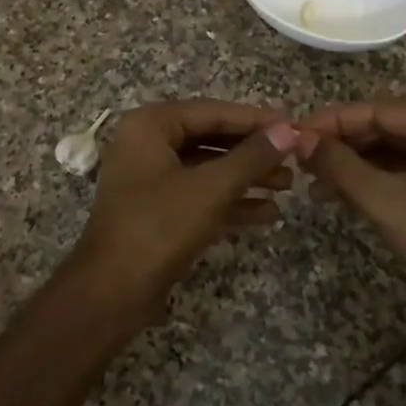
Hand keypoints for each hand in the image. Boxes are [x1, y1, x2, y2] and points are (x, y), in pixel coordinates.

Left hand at [71, 100, 299, 320]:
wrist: (111, 293)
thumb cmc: (159, 227)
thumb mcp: (211, 188)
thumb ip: (252, 157)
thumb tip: (289, 130)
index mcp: (149, 125)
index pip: (212, 111)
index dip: (255, 120)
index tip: (293, 126)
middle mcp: (147, 145)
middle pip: (210, 138)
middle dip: (253, 152)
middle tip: (294, 158)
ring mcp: (150, 179)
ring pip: (207, 169)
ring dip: (246, 177)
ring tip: (288, 186)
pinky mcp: (157, 211)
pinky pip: (200, 195)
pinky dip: (230, 201)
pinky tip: (268, 213)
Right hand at [297, 99, 405, 318]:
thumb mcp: (384, 200)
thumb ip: (338, 164)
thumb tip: (298, 138)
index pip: (378, 110)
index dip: (332, 121)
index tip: (293, 133)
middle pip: (384, 127)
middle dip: (340, 145)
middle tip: (298, 159)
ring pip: (390, 150)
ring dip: (351, 165)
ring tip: (311, 180)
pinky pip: (402, 170)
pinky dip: (371, 180)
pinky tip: (337, 194)